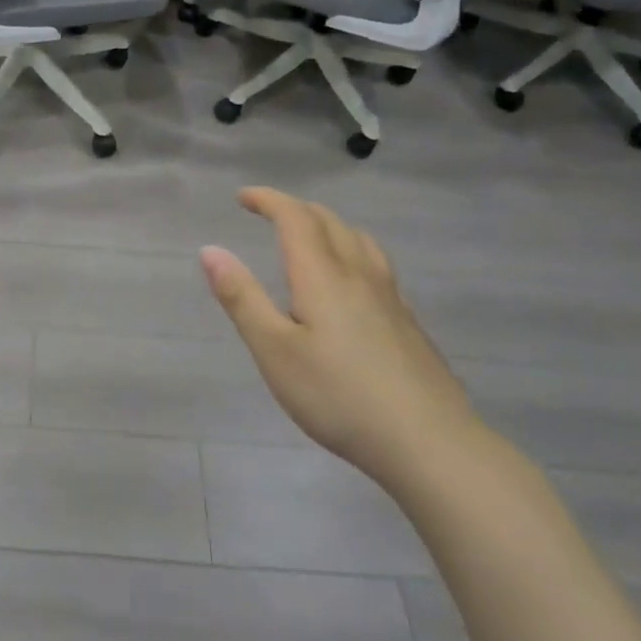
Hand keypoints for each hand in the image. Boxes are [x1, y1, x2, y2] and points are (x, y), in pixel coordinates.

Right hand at [200, 187, 480, 488]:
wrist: (430, 444)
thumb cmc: (339, 396)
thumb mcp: (274, 351)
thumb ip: (241, 298)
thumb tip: (210, 250)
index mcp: (322, 276)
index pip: (295, 218)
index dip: (268, 200)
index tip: (242, 197)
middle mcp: (358, 275)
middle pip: (329, 222)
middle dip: (295, 209)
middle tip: (268, 214)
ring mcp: (390, 298)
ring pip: (359, 240)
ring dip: (328, 225)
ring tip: (311, 238)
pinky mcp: (409, 323)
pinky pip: (377, 265)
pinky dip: (352, 252)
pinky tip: (352, 285)